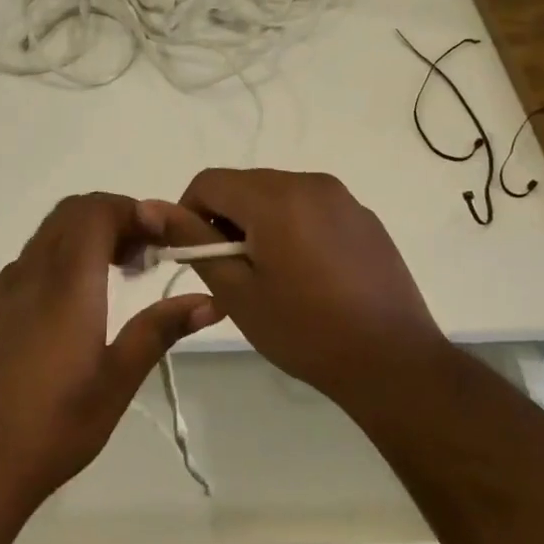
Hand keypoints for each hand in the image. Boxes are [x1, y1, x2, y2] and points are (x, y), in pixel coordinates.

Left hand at [0, 193, 219, 518]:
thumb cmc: (53, 427)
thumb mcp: (116, 382)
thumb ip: (159, 331)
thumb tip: (209, 301)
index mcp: (66, 283)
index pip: (96, 211)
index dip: (133, 210)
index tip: (164, 238)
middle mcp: (31, 273)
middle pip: (72, 212)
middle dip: (115, 217)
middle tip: (148, 254)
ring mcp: (6, 290)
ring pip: (50, 233)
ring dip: (88, 235)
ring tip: (122, 275)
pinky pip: (32, 258)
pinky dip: (64, 255)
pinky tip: (80, 302)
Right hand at [150, 169, 444, 399]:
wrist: (393, 361)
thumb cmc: (305, 330)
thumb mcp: (237, 291)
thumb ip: (194, 242)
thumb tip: (150, 206)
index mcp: (275, 197)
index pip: (209, 181)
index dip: (188, 212)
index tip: (193, 254)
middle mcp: (310, 183)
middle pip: (245, 185)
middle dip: (225, 219)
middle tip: (229, 272)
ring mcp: (342, 198)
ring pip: (277, 194)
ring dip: (258, 223)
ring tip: (268, 275)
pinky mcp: (363, 217)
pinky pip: (310, 207)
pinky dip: (291, 227)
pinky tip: (306, 275)